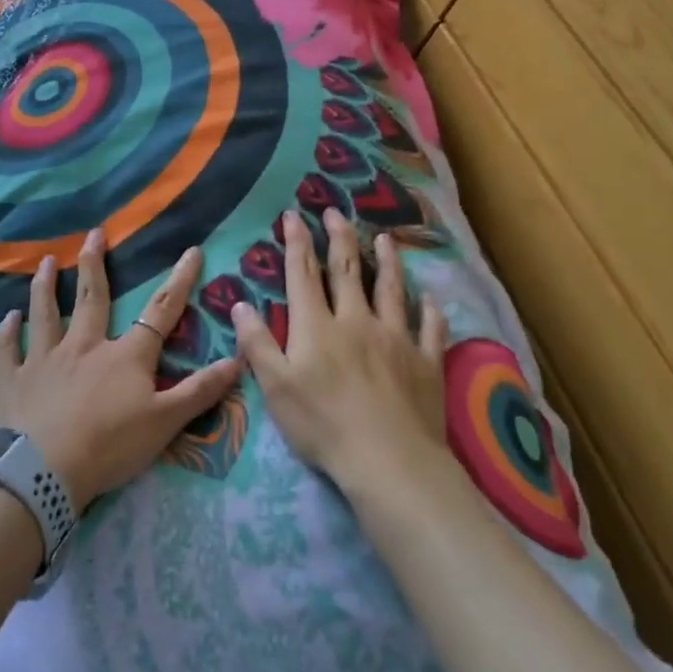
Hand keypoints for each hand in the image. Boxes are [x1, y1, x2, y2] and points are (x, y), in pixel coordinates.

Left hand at [0, 227, 242, 513]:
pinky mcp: (13, 380)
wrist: (43, 471)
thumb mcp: (165, 422)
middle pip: (92, 298)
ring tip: (45, 262)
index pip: (160, 312)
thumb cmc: (109, 446)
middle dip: (95, 264)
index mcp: (124, 356)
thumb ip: (199, 391)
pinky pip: (9, 350)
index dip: (179, 282)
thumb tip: (236, 360)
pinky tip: (7, 317)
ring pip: (46, 314)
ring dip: (46, 287)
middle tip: (94, 234)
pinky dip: (7, 332)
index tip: (191, 251)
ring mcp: (44, 360)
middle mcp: (83, 346)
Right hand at [231, 209, 448, 493]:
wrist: (389, 460)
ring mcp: (396, 339)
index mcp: (318, 327)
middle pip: (348, 271)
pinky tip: (432, 299)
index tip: (294, 214)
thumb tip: (240, 303)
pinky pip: (430, 328)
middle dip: (339, 238)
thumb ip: (257, 343)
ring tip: (385, 239)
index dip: (297, 242)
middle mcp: (357, 321)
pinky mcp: (425, 362)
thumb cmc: (323, 425)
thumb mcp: (275, 388)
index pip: (303, 274)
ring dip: (387, 262)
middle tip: (336, 212)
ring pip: (391, 290)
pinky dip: (431, 310)